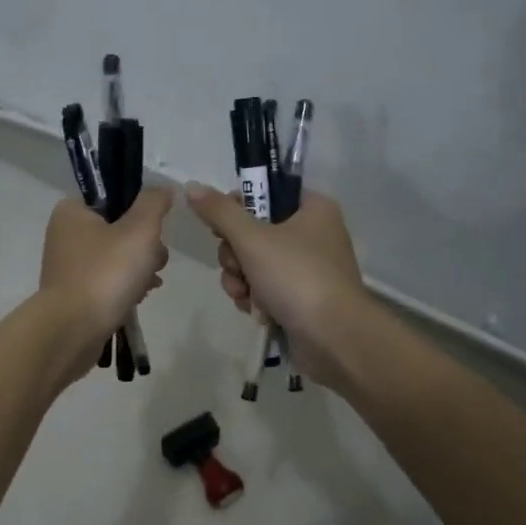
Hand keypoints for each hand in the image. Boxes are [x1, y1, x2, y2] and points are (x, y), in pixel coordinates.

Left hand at [38, 188, 172, 370]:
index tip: (155, 231)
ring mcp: (68, 266)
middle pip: (120, 229)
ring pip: (117, 258)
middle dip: (145, 247)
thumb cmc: (106, 273)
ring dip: (139, 269)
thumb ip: (154, 203)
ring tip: (148, 285)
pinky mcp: (75, 294)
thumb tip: (164, 189)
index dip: (141, 213)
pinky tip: (138, 298)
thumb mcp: (139, 230)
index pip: (115, 198)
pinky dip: (126, 288)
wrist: (73, 331)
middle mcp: (65, 235)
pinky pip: (108, 282)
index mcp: (72, 211)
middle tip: (153, 262)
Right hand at [185, 184, 370, 386]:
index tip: (221, 228)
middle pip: (255, 232)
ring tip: (246, 296)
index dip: (238, 209)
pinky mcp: (302, 298)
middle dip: (236, 256)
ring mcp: (308, 269)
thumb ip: (220, 212)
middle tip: (237, 267)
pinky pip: (266, 289)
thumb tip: (192, 187)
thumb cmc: (296, 277)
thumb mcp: (253, 239)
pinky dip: (256, 299)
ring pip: (255, 264)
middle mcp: (313, 234)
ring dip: (241, 280)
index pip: (266, 194)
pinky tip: (256, 311)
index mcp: (313, 209)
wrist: (334, 338)